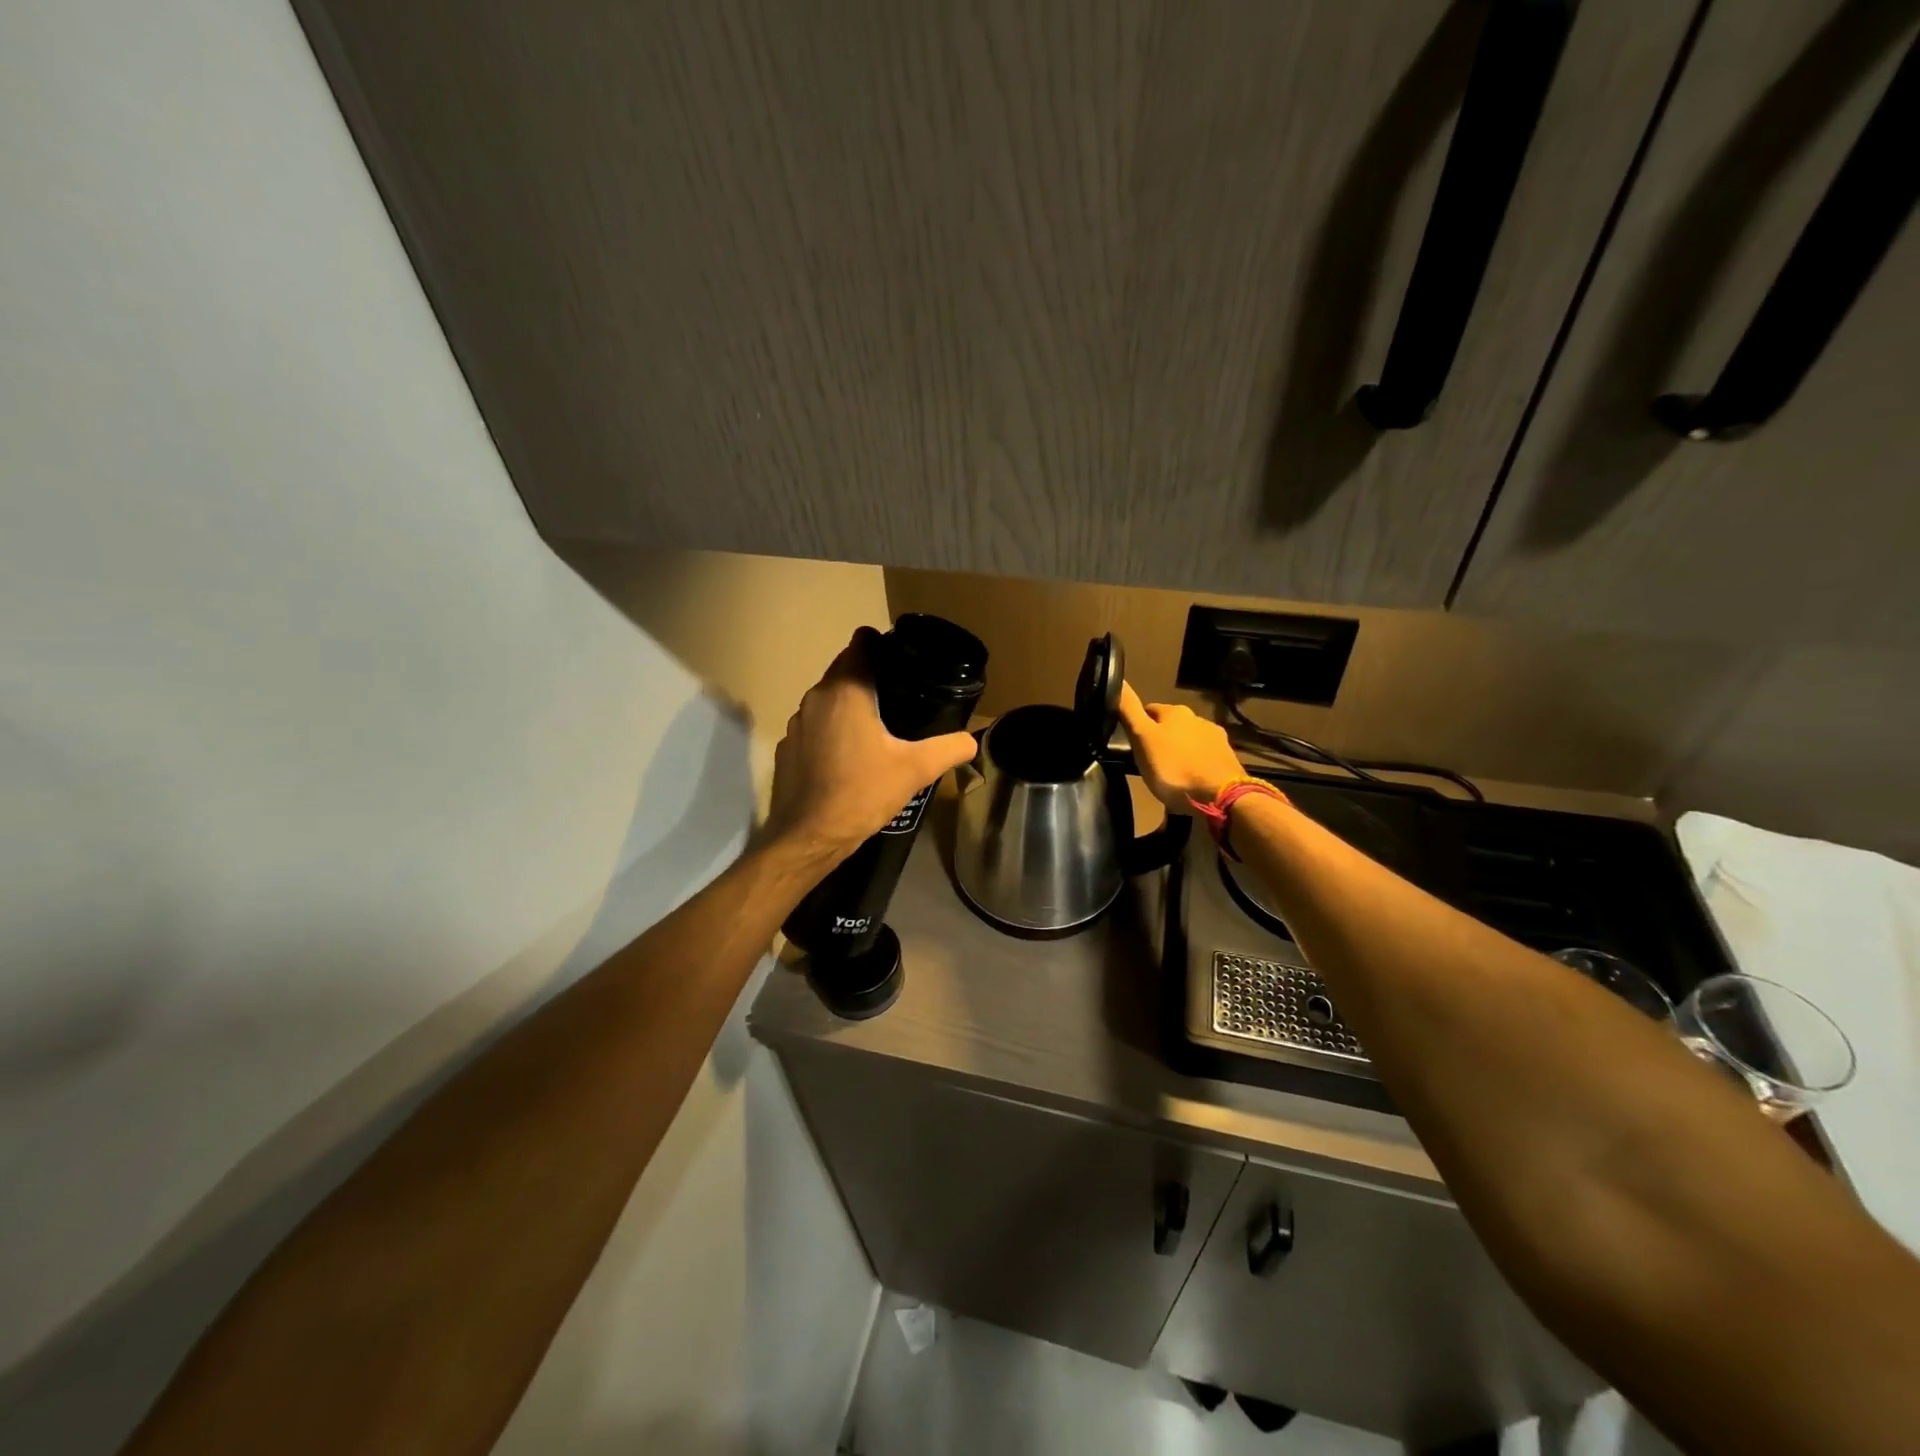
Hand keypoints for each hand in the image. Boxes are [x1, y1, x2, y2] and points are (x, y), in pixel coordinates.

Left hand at [764, 628, 979, 862]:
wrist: (809, 836)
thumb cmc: (862, 793)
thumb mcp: (916, 770)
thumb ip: (948, 748)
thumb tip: (971, 740)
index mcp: (846, 690)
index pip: (861, 642)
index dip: (883, 645)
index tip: (904, 661)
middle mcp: (816, 697)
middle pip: (845, 669)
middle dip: (871, 676)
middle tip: (902, 696)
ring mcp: (797, 723)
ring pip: (828, 698)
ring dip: (851, 705)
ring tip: (880, 726)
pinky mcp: (788, 748)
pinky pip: (815, 726)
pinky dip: (832, 731)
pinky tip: (850, 757)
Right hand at [1117, 683, 1247, 811]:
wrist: (1220, 796)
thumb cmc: (1174, 768)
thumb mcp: (1142, 739)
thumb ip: (1129, 711)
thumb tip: (1119, 681)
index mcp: (1174, 711)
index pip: (1148, 710)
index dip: (1138, 725)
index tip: (1133, 743)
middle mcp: (1197, 718)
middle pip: (1170, 725)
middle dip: (1161, 738)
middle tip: (1150, 761)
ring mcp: (1215, 738)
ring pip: (1188, 740)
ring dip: (1179, 751)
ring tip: (1170, 773)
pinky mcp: (1227, 758)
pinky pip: (1203, 756)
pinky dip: (1195, 763)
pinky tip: (1190, 779)